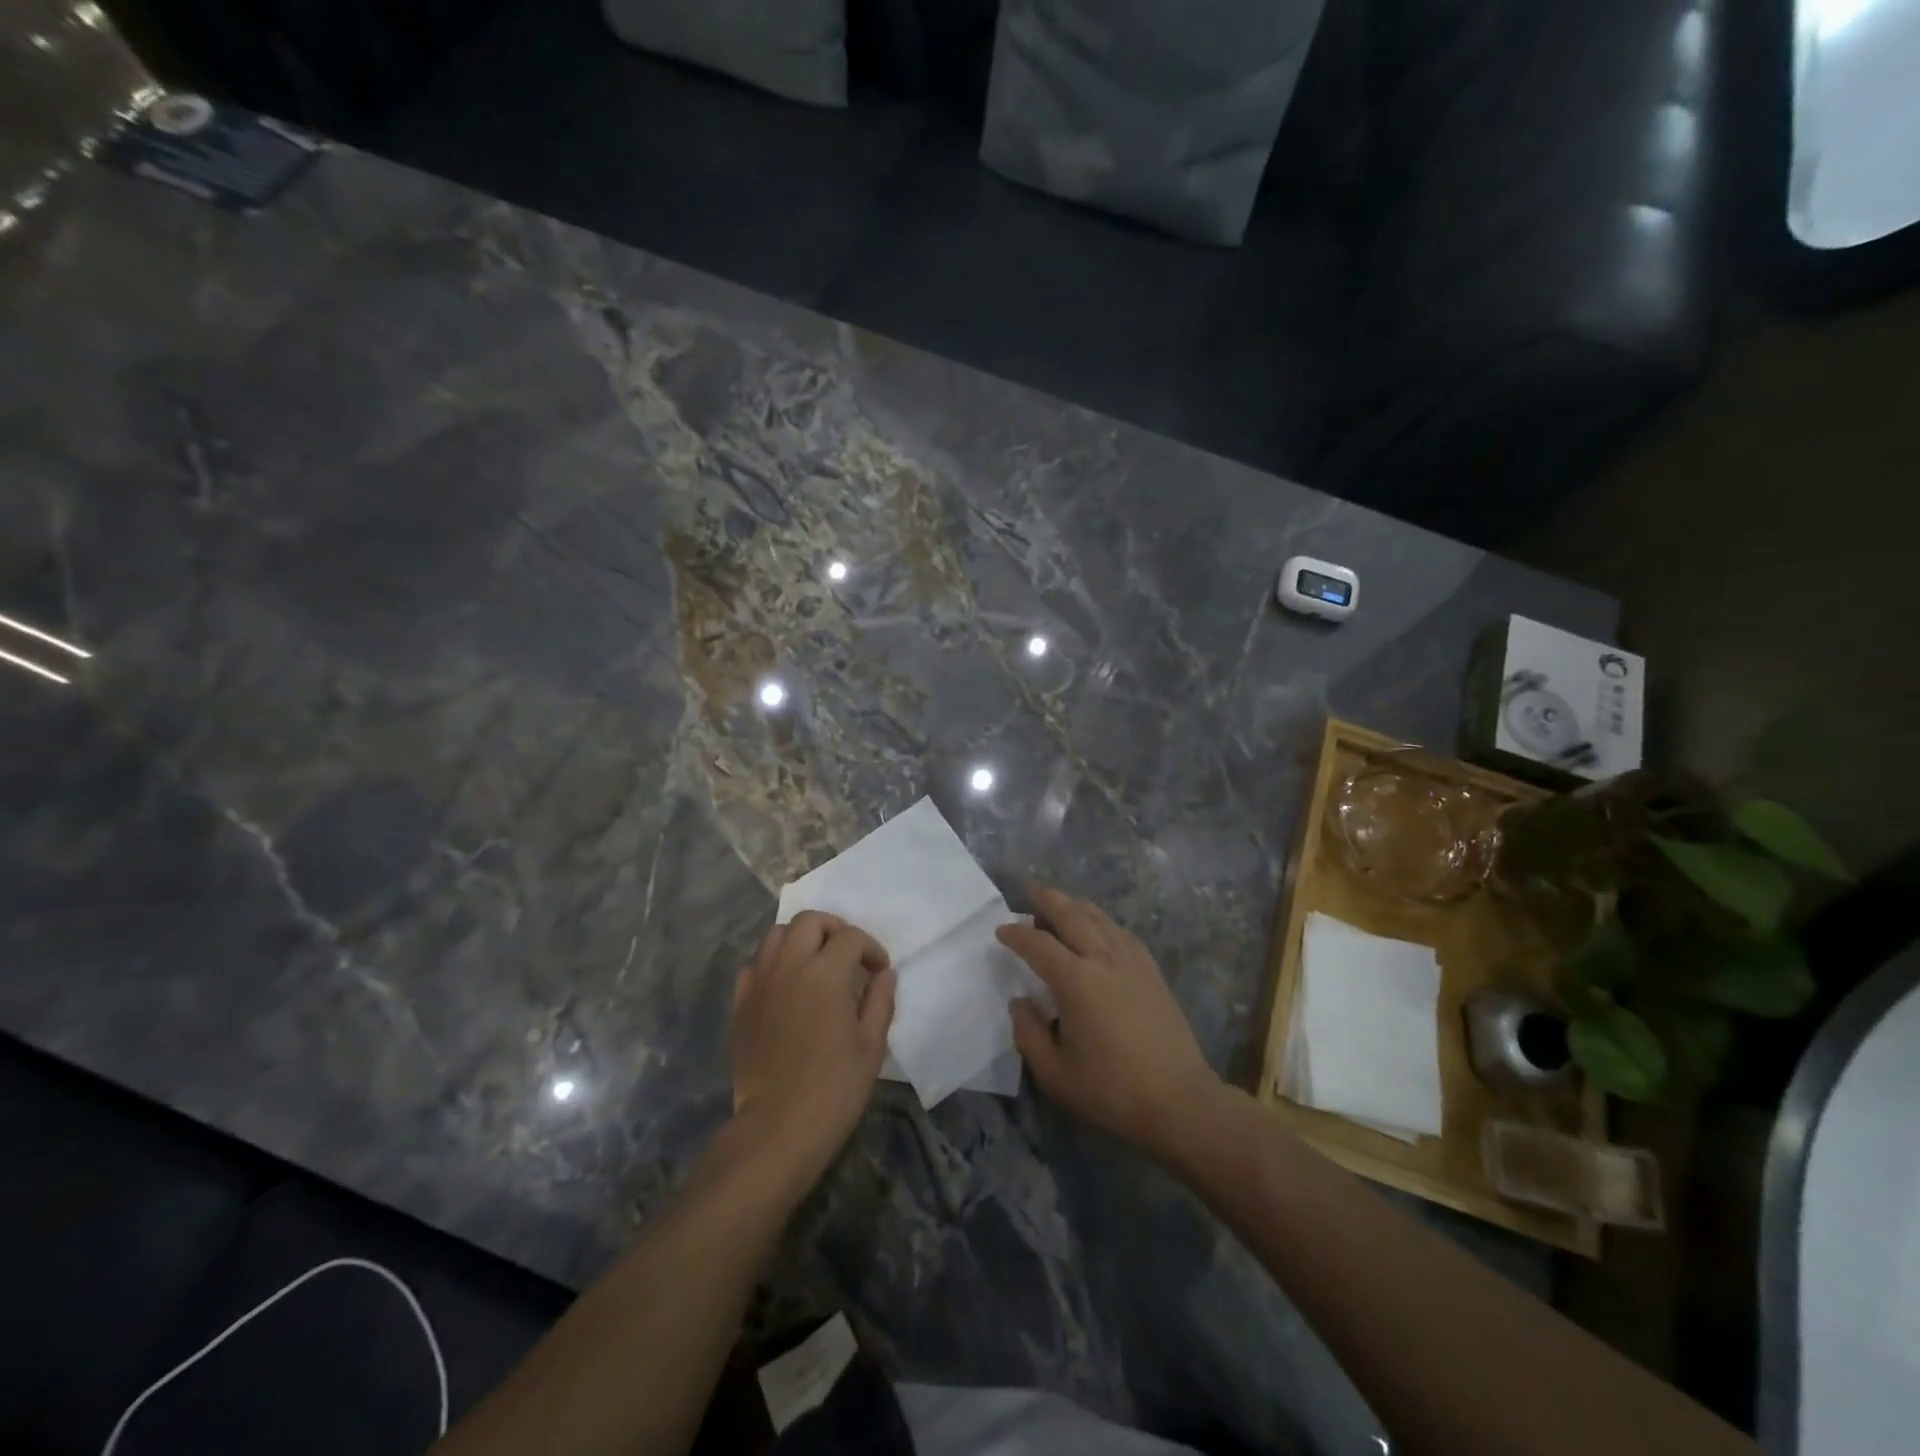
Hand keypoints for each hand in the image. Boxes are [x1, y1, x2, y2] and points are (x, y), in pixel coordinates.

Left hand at [729, 912, 895, 1191]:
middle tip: (848, 955)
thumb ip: (880, 1000)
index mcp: (824, 974)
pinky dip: (774, 963)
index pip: (850, 937)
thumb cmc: (834, 1087)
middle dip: (834, 929)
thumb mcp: (871, 1045)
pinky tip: (787, 986)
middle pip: (809, 921)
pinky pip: (755, 965)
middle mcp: (788, 967)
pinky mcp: (741, 1003)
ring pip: (776, 935)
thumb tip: (883, 974)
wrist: (778, 1126)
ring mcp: (760, 983)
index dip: (870, 948)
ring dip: (800, 939)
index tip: (878, 970)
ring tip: (816, 963)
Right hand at [998, 886, 1222, 1158]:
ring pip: (1100, 919)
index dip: (1016, 934)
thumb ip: (1029, 1033)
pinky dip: (1104, 921)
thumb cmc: (1112, 1090)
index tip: (1001, 931)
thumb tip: (1020, 1002)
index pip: (1038, 945)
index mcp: (1076, 981)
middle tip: (1029, 889)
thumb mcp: (1055, 1074)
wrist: (1179, 1100)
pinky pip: (1123, 933)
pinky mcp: (1152, 972)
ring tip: (1061, 901)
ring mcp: (1132, 962)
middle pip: (1072, 916)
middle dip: (1048, 899)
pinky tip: (1101, 926)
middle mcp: (1104, 960)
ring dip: (1076, 905)